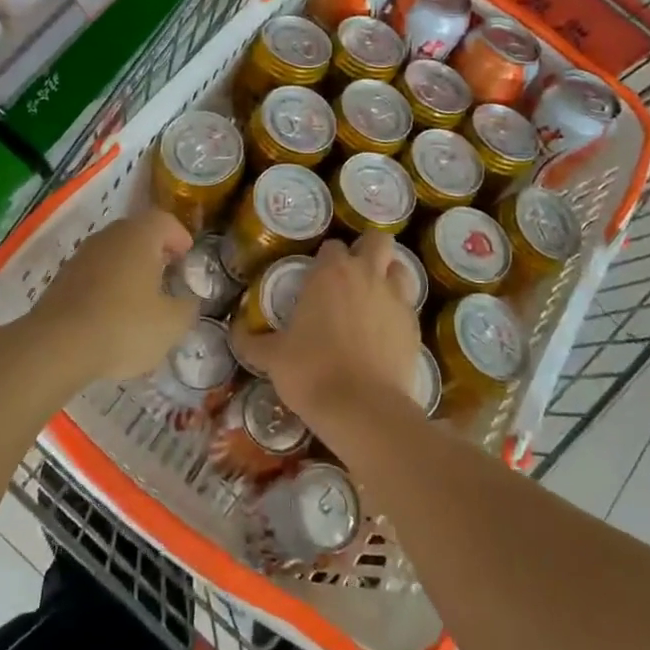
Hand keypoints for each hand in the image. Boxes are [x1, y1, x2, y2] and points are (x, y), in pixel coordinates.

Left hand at [28, 209, 196, 382]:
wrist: (57, 346)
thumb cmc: (124, 326)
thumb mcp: (172, 324)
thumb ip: (187, 307)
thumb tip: (188, 301)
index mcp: (139, 236)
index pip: (164, 221)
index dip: (179, 237)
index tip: (187, 258)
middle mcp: (109, 236)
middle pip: (137, 233)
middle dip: (155, 252)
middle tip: (168, 275)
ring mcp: (82, 255)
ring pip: (114, 253)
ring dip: (129, 269)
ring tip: (141, 299)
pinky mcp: (62, 278)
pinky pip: (94, 273)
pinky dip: (107, 285)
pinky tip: (112, 315)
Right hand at [230, 233, 421, 444]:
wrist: (363, 410)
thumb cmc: (311, 373)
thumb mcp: (272, 358)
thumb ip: (252, 341)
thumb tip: (234, 332)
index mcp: (331, 273)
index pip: (332, 246)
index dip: (326, 258)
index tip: (318, 276)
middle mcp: (366, 274)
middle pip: (377, 240)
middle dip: (368, 249)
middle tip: (354, 272)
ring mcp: (396, 298)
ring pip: (401, 268)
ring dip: (390, 275)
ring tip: (375, 296)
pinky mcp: (415, 325)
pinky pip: (409, 305)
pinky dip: (399, 311)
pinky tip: (386, 331)